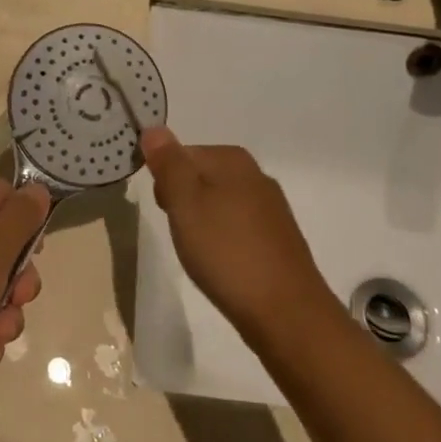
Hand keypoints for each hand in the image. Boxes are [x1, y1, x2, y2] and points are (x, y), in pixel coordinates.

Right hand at [140, 127, 328, 338]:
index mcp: (232, 159)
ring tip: (199, 253)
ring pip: (218, 203)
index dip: (165, 182)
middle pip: (200, 177)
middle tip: (180, 233)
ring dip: (202, 223)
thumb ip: (168, 164)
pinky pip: (237, 227)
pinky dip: (223, 241)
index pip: (182, 154)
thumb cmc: (226, 252)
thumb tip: (154, 128)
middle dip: (183, 202)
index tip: (165, 211)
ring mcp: (271, 208)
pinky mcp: (278, 239)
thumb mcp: (184, 203)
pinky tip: (222, 265)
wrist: (286, 313)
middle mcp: (256, 175)